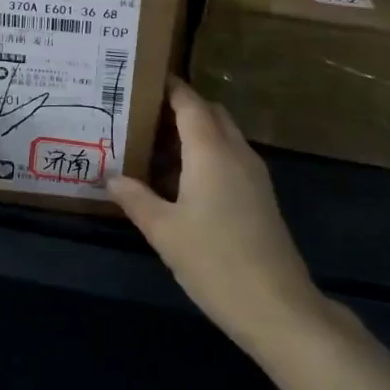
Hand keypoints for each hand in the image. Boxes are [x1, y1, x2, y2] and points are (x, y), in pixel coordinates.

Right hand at [110, 78, 326, 350]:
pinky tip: (181, 180)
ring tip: (155, 145)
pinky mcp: (261, 196)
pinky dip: (207, 153)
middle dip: (179, 107)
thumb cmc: (215, 262)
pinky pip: (230, 156)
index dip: (167, 86)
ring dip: (194, 132)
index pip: (189, 101)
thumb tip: (110, 177)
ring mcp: (254, 174)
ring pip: (222, 134)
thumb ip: (135, 198)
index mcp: (211, 150)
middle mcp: (236, 151)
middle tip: (142, 115)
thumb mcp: (164, 231)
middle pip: (209, 112)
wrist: (279, 309)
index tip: (140, 79)